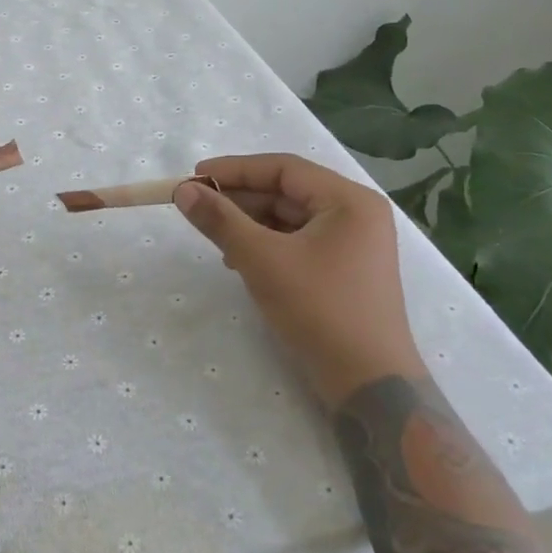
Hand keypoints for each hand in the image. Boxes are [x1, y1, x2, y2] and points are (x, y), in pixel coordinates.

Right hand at [175, 153, 420, 406]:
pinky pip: (298, 241)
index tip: (194, 178)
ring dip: (250, 224)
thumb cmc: (319, 310)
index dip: (235, 169)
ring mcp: (354, 243)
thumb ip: (220, 220)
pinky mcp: (345, 269)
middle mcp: (356, 214)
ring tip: (217, 239)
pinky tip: (240, 261)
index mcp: (349, 200)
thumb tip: (183, 191)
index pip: (283, 168)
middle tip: (198, 208)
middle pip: (287, 192)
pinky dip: (267, 245)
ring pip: (290, 218)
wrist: (368, 384)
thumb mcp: (262, 260)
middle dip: (240, 199)